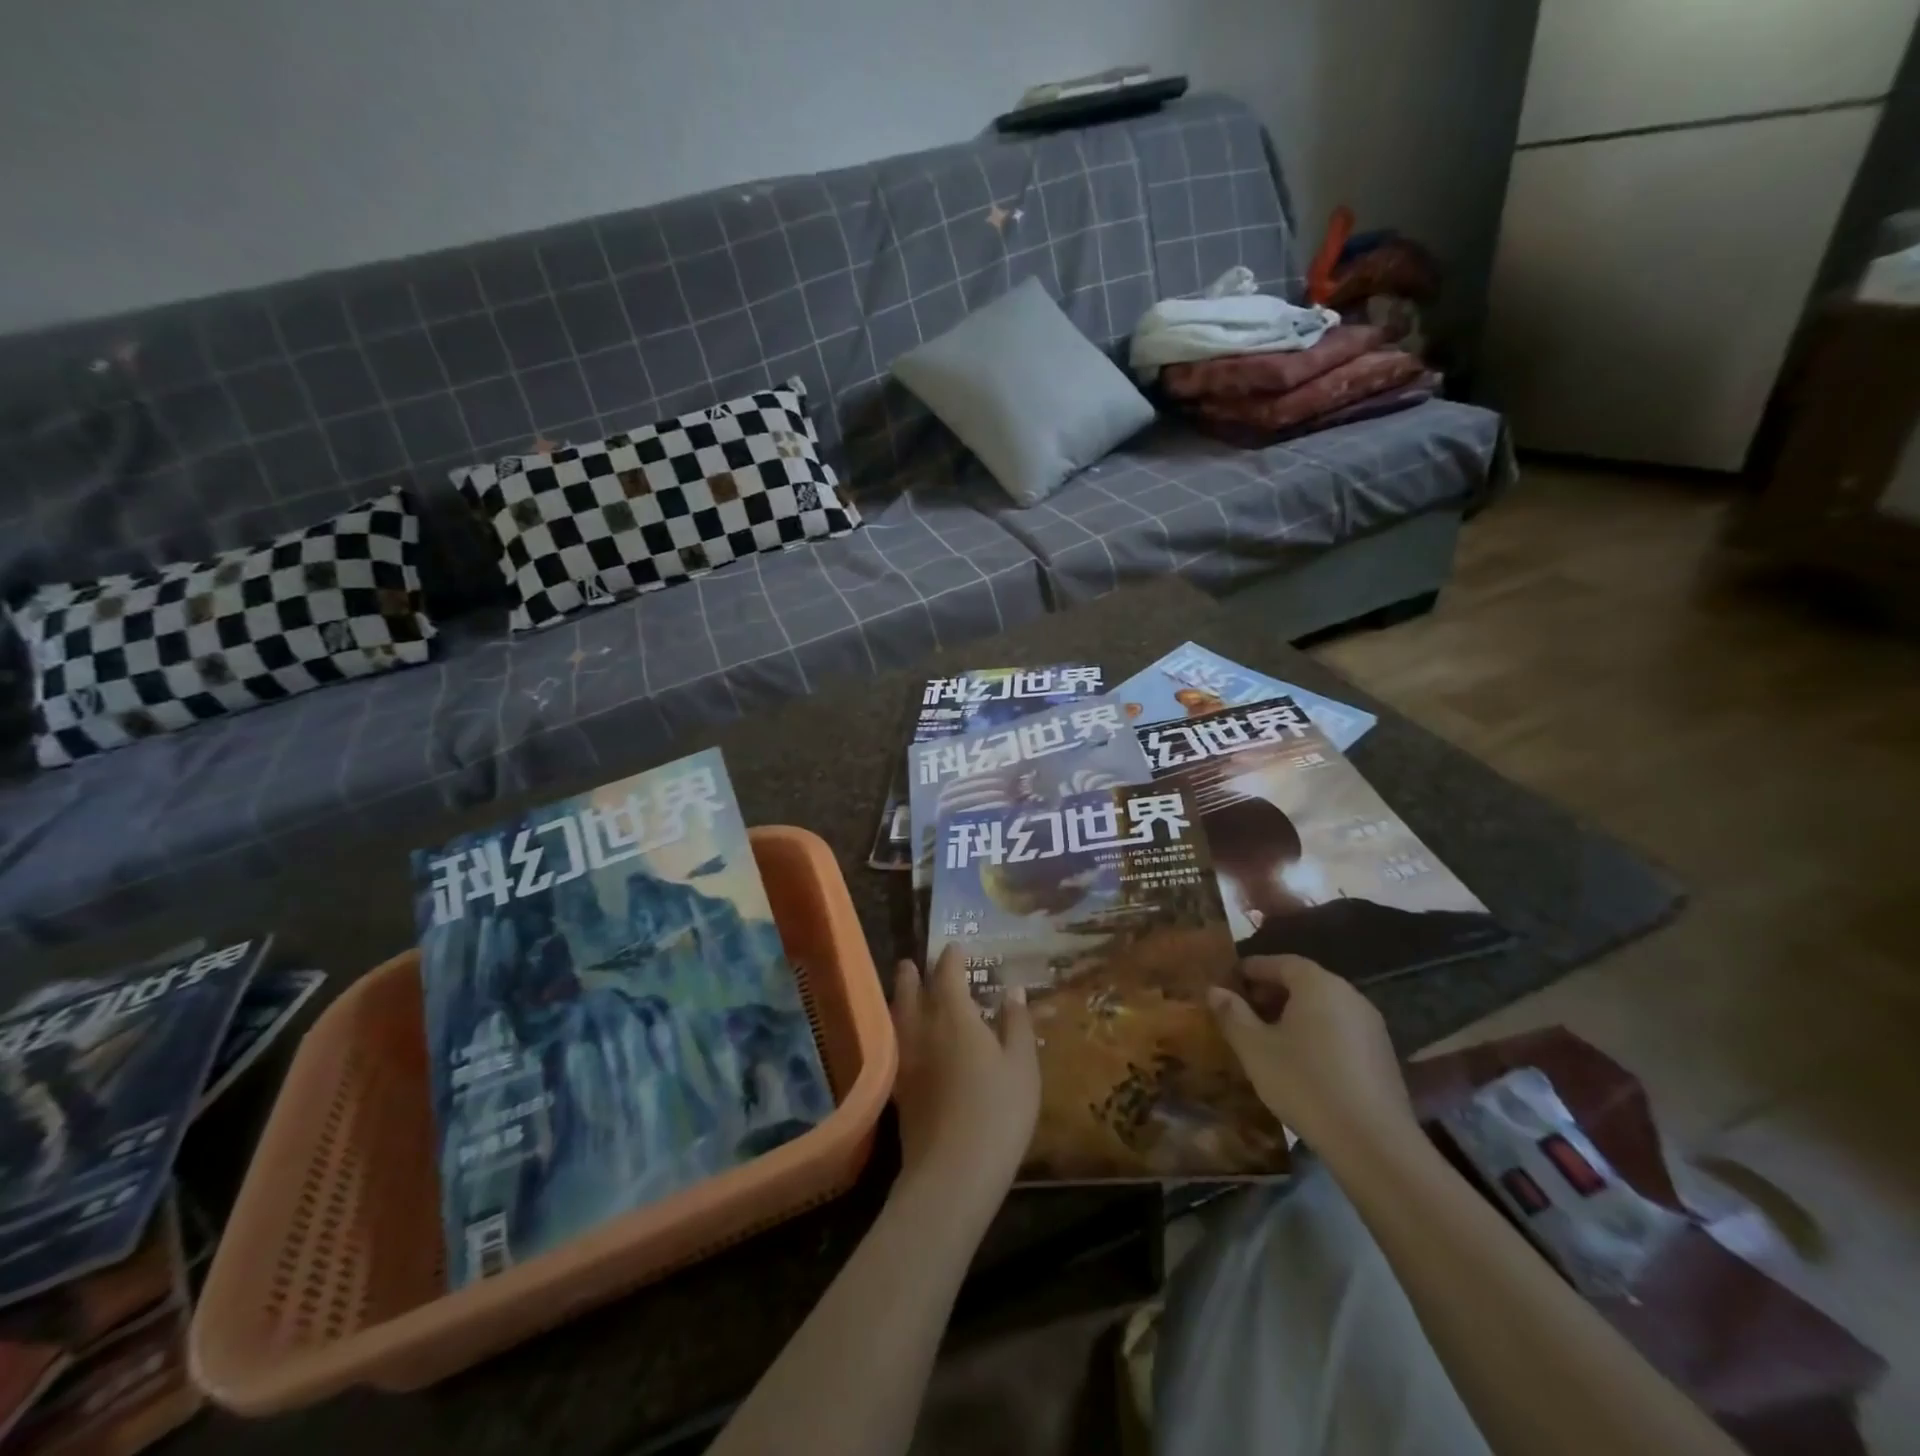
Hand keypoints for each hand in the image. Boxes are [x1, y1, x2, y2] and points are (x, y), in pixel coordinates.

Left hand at [890, 946, 1038, 1204]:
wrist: (952, 1174)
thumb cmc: (997, 1112)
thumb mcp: (1022, 1066)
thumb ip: (1017, 1024)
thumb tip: (1013, 990)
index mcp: (953, 1016)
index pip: (947, 974)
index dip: (952, 958)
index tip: (956, 947)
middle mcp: (923, 1030)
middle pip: (912, 993)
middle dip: (913, 975)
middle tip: (910, 963)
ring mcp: (906, 1061)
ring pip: (899, 1018)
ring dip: (901, 999)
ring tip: (903, 991)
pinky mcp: (900, 1090)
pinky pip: (896, 1045)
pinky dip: (899, 1031)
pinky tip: (907, 1041)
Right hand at [1207, 955, 1418, 1156]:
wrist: (1373, 1143)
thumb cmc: (1305, 1083)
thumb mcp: (1255, 1048)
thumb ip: (1232, 1014)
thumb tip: (1215, 990)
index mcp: (1317, 984)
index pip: (1280, 962)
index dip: (1252, 969)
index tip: (1230, 982)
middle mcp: (1349, 995)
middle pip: (1304, 983)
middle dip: (1271, 993)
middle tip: (1244, 1011)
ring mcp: (1371, 1026)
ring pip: (1323, 1008)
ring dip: (1294, 1015)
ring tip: (1268, 1038)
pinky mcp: (1383, 1056)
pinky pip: (1341, 1031)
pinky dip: (1317, 1035)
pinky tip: (1301, 1062)